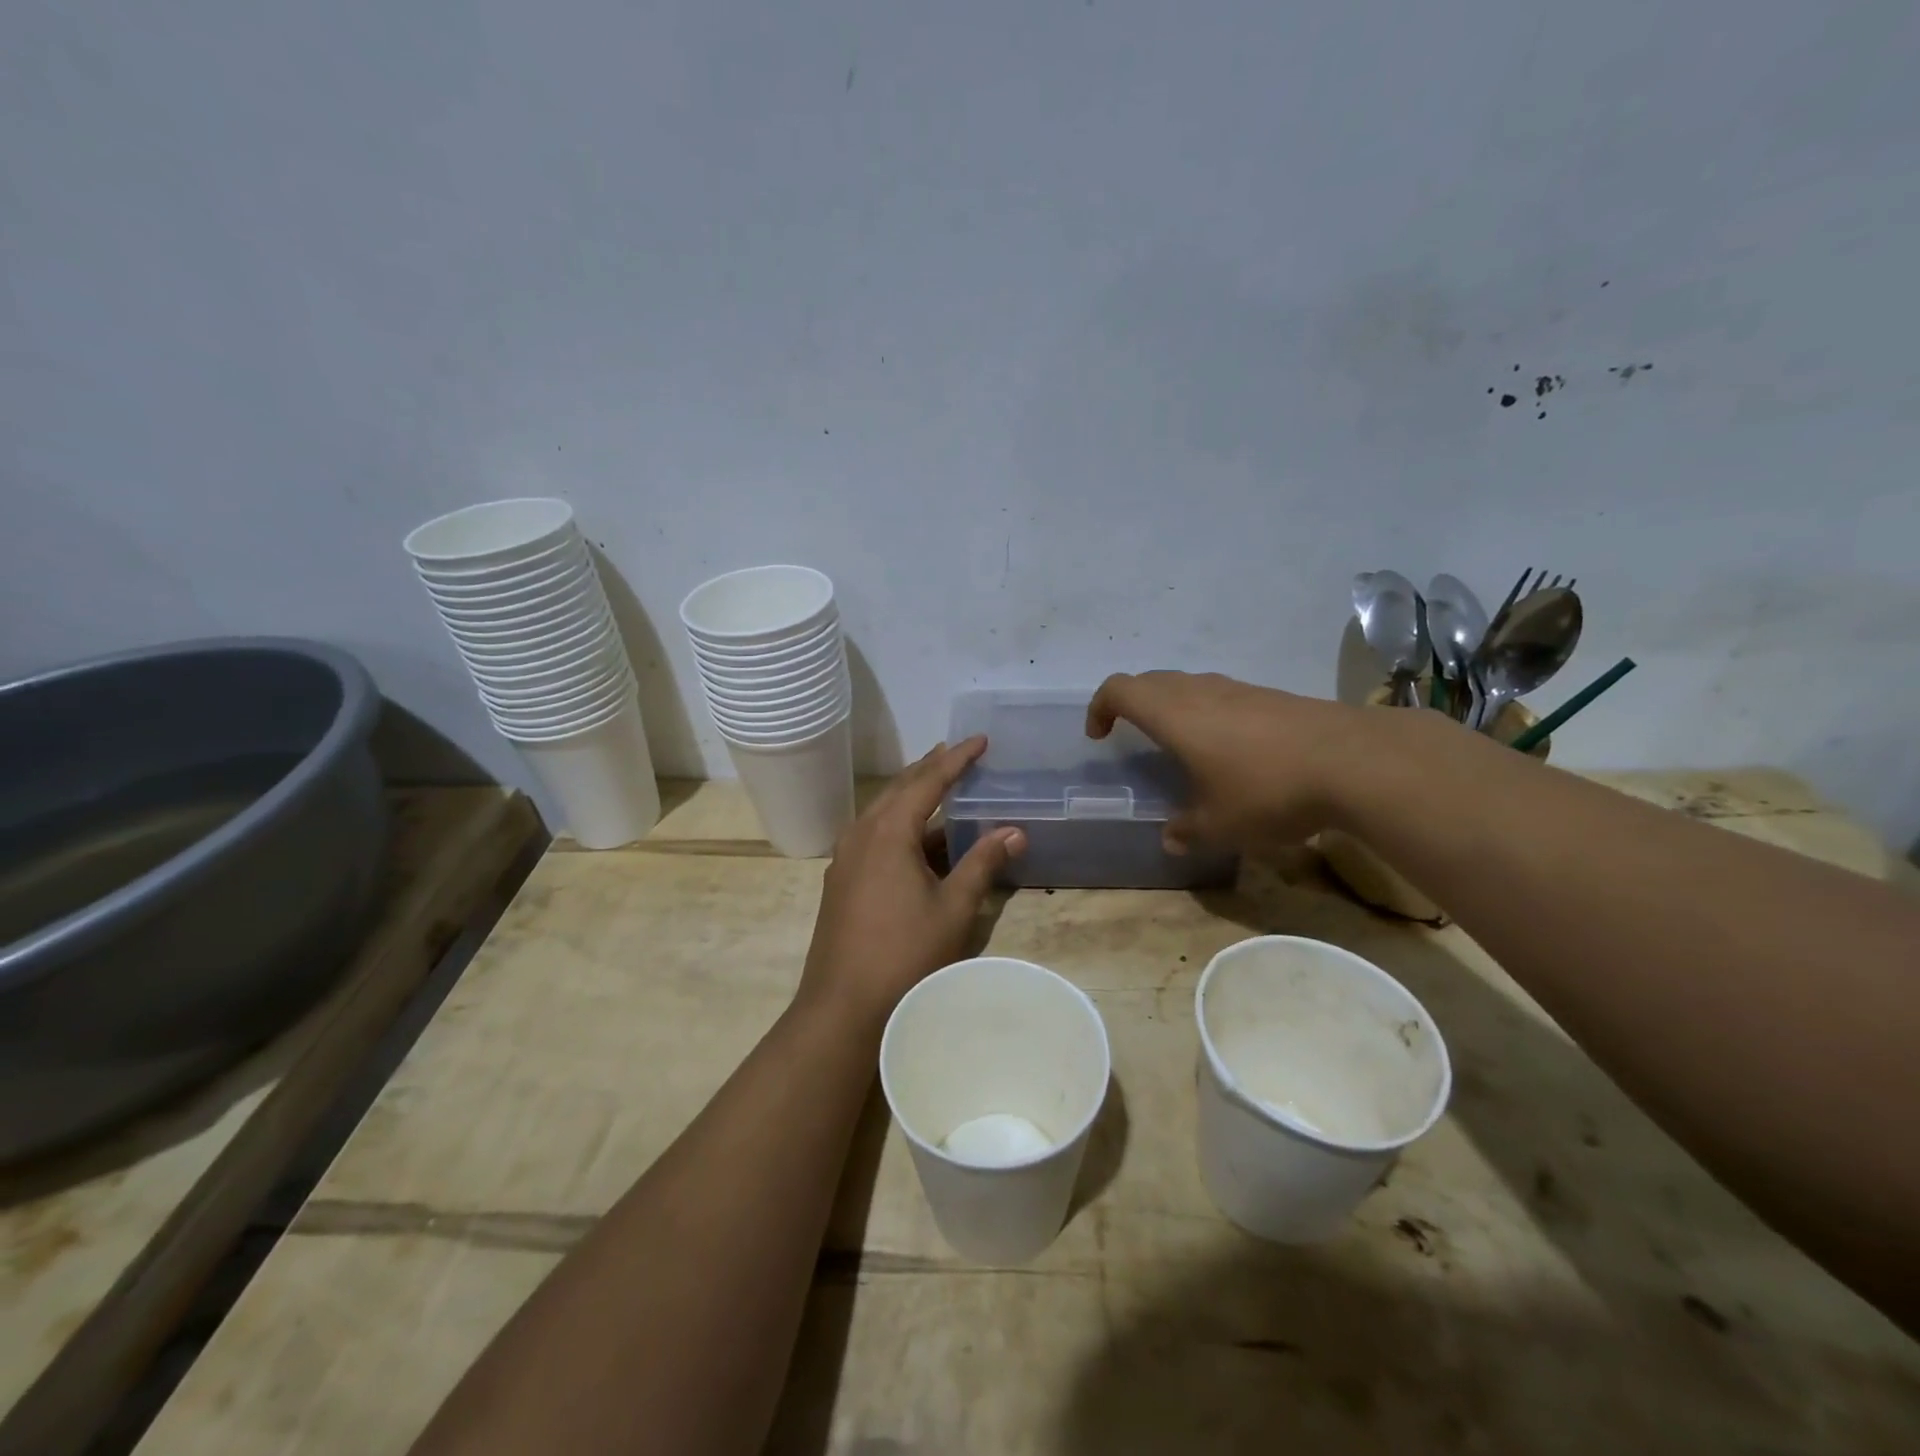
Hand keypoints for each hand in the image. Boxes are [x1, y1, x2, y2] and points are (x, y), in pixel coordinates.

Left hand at [799, 738, 1024, 1027]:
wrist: (842, 1008)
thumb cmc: (905, 955)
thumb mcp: (954, 908)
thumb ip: (983, 864)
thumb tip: (1015, 830)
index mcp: (888, 832)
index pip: (927, 781)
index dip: (956, 759)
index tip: (980, 740)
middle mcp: (862, 834)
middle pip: (899, 789)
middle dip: (930, 768)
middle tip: (957, 752)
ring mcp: (846, 858)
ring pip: (883, 811)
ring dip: (912, 795)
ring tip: (939, 784)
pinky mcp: (841, 881)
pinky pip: (874, 835)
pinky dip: (899, 824)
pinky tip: (916, 838)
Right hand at [1085, 671, 1375, 852]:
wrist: (1355, 761)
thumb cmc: (1268, 790)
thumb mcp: (1219, 825)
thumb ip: (1187, 830)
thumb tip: (1171, 838)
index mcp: (1174, 715)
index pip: (1120, 689)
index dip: (1100, 707)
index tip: (1100, 735)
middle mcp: (1201, 692)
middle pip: (1151, 680)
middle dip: (1133, 703)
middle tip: (1133, 735)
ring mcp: (1240, 689)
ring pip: (1189, 684)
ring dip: (1172, 705)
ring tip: (1181, 744)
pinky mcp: (1273, 696)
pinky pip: (1222, 694)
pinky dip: (1209, 711)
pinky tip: (1231, 749)